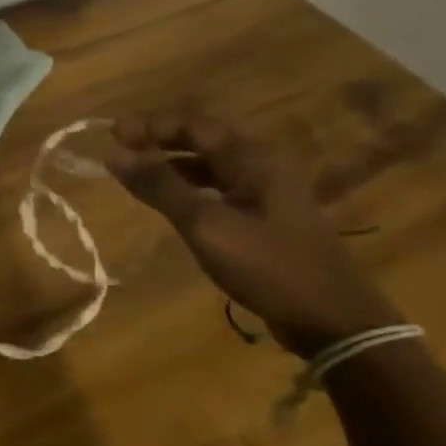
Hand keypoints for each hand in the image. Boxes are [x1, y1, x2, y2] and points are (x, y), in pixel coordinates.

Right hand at [104, 113, 402, 357]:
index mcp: (252, 160)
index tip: (112, 134)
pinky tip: (171, 202)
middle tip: (119, 150)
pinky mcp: (266, 219)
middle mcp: (261, 167)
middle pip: (203, 140)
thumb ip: (160, 186)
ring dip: (172, 164)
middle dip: (159, 141)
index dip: (151, 125)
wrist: (333, 320)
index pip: (194, 125)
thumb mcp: (206, 225)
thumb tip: (114, 155)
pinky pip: (219, 189)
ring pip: (210, 166)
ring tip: (136, 174)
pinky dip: (189, 187)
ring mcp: (267, 194)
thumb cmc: (268, 266)